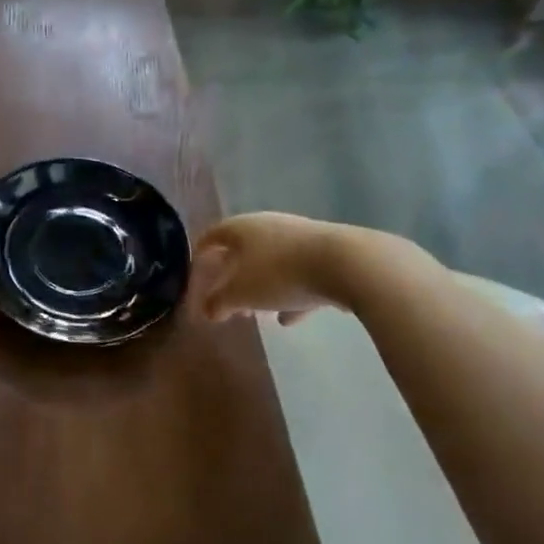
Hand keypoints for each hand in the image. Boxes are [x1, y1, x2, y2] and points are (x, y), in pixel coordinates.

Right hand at [185, 212, 356, 325]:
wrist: (348, 264)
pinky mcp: (327, 253)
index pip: (212, 235)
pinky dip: (291, 294)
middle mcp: (268, 226)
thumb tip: (207, 311)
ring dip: (263, 287)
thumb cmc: (280, 274)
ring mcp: (300, 238)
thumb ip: (219, 303)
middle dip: (233, 276)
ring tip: (259, 314)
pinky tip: (292, 318)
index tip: (195, 271)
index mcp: (241, 228)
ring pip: (272, 263)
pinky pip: (300, 274)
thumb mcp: (241, 294)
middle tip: (227, 300)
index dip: (200, 253)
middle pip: (243, 250)